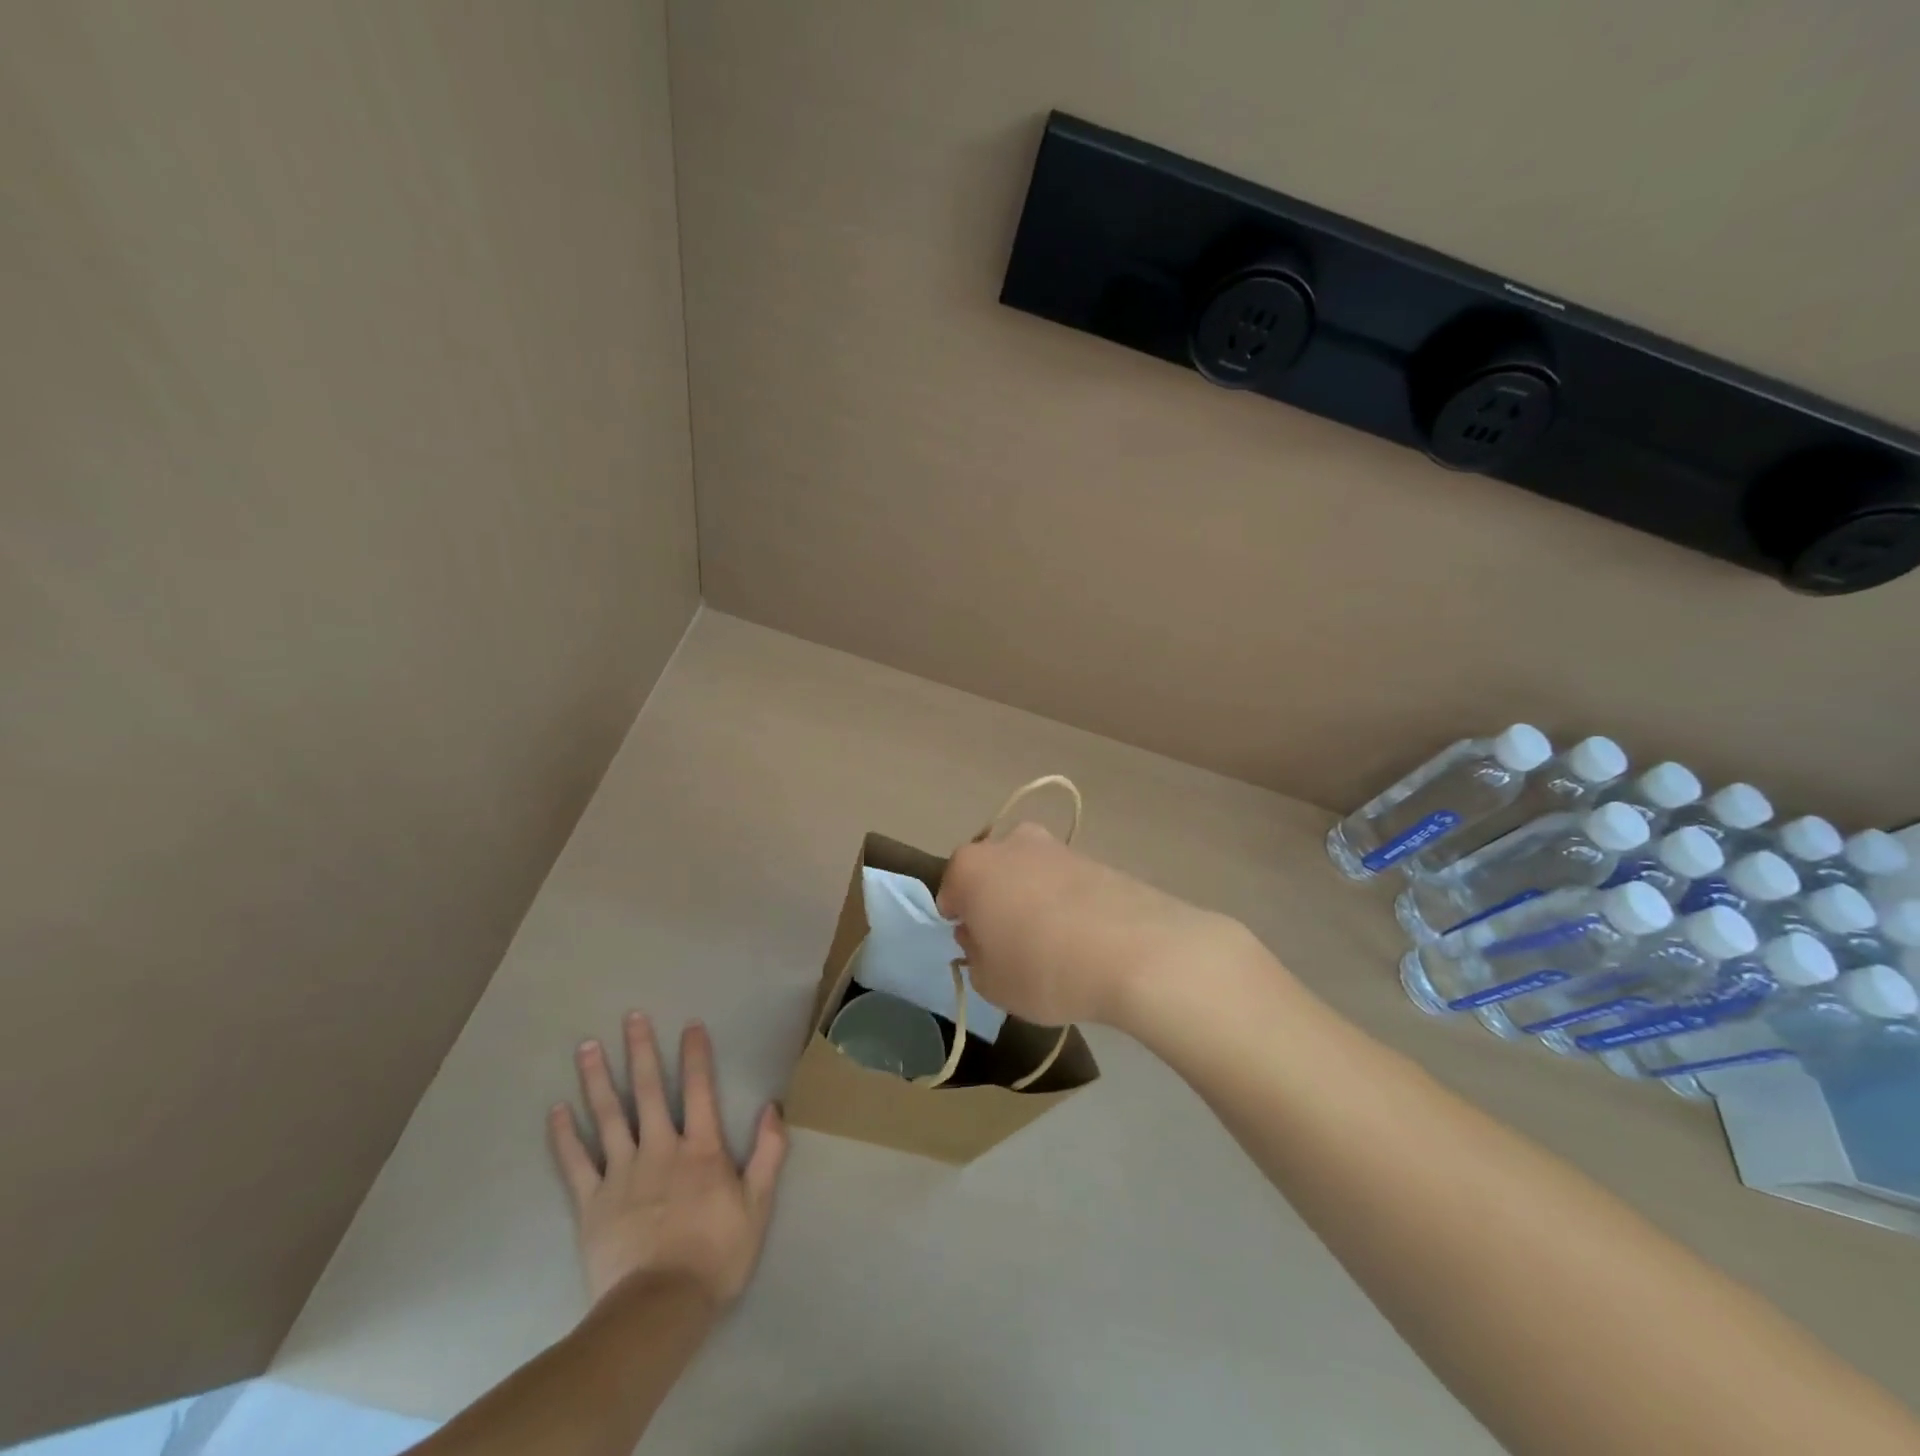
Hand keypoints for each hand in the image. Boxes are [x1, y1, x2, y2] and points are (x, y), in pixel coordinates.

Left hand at [549, 1014, 786, 1310]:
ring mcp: (622, 1173)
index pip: (701, 1090)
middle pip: (650, 1091)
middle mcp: (660, 1149)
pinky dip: (564, 1136)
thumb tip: (772, 1107)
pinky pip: (575, 1163)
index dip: (697, 1055)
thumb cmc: (715, 1255)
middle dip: (641, 1051)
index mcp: (701, 1149)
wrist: (659, 1309)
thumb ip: (767, 1153)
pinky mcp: (592, 1203)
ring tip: (586, 1046)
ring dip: (597, 1079)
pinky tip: (556, 1111)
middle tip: (631, 1017)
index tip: (690, 1024)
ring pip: (609, 1116)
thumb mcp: (757, 1205)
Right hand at [938, 823, 1249, 1028]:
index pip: (950, 891)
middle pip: (991, 873)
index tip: (976, 947)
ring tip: (1053, 944)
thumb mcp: (990, 982)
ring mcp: (1056, 847)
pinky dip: (1066, 903)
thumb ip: (974, 956)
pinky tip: (1082, 937)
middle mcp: (1010, 843)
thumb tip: (982, 936)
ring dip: (1032, 900)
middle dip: (995, 901)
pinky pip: (1065, 882)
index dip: (960, 921)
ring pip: (1030, 874)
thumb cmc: (1042, 968)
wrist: (1134, 951)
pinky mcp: (1095, 858)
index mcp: (972, 866)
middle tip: (1010, 944)